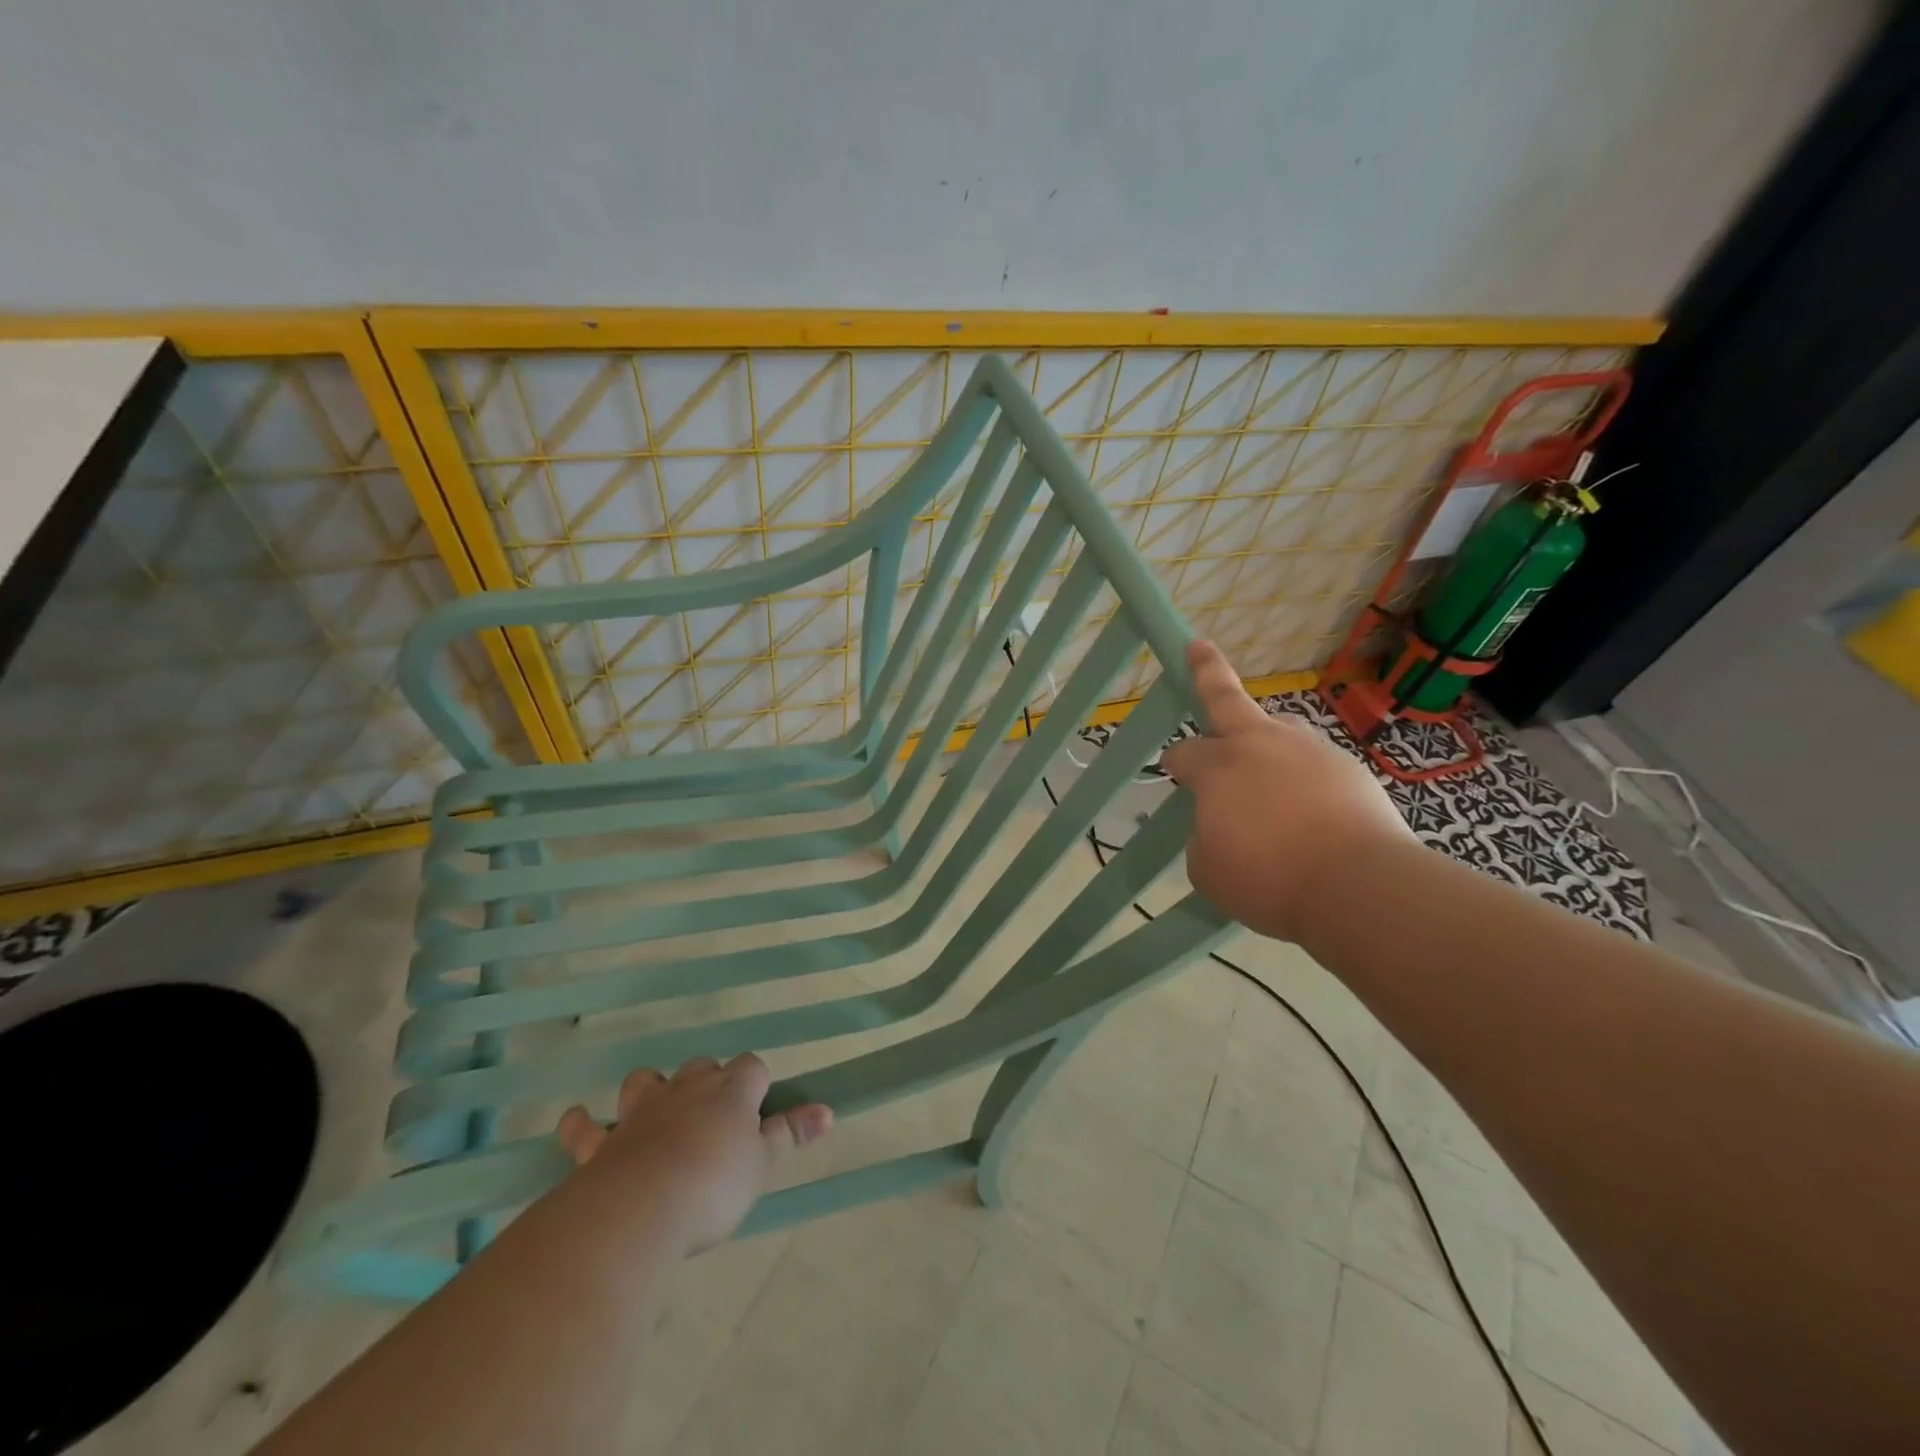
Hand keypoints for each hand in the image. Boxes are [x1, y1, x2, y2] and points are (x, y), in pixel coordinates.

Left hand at [556, 1054, 831, 1258]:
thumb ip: (791, 1134)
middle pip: (702, 1067)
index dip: (756, 1083)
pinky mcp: (602, 1143)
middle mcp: (686, 1090)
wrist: (638, 1210)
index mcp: (730, 1091)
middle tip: (715, 1116)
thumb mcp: (762, 1164)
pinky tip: (577, 1121)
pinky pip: (585, 1127)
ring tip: (656, 1107)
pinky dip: (581, 1124)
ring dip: (652, 1089)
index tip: (759, 1108)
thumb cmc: (712, 1186)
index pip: (751, 1067)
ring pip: (647, 1081)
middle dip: (708, 1081)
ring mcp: (640, 1112)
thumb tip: (828, 1110)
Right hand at [1161, 640, 1412, 941]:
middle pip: (1226, 698)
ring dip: (1263, 738)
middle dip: (1207, 670)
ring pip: (1277, 729)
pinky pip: (1312, 764)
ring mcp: (1308, 749)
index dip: (1175, 762)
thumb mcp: (1208, 869)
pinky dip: (1302, 778)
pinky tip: (1309, 807)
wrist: (1359, 885)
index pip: (1184, 753)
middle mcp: (1260, 744)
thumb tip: (1219, 826)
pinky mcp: (1347, 766)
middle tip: (1197, 648)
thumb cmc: (1269, 878)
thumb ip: (1203, 837)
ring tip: (1264, 766)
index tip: (1174, 770)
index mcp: (1218, 766)